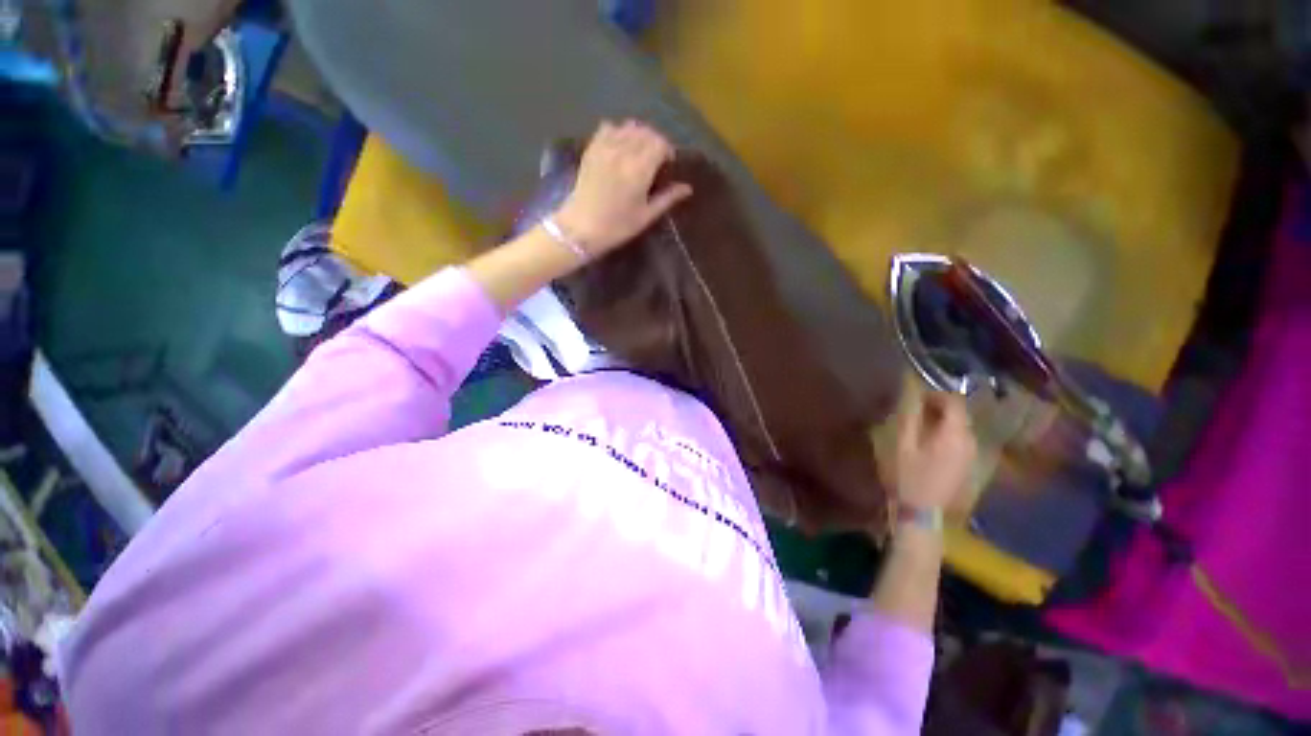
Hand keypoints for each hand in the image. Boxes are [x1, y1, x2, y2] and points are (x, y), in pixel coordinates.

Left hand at [554, 120, 692, 254]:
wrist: (581, 228)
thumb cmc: (617, 227)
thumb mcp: (646, 216)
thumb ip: (667, 198)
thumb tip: (687, 188)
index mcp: (640, 169)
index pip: (660, 143)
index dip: (667, 151)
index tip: (668, 165)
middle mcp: (624, 152)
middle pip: (646, 132)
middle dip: (655, 141)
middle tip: (655, 159)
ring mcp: (605, 147)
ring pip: (628, 127)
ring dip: (638, 135)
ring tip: (638, 152)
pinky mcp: (591, 149)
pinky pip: (607, 128)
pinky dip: (618, 132)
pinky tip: (619, 146)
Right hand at [895, 392, 976, 512]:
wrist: (924, 514)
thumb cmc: (909, 477)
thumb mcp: (903, 444)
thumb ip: (910, 416)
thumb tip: (912, 392)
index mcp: (955, 434)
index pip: (954, 401)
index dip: (935, 394)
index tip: (915, 396)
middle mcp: (971, 441)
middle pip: (960, 413)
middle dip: (938, 406)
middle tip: (914, 410)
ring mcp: (973, 455)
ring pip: (961, 427)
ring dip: (943, 420)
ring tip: (919, 424)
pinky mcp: (970, 465)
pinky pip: (962, 440)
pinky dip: (947, 433)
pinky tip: (930, 442)